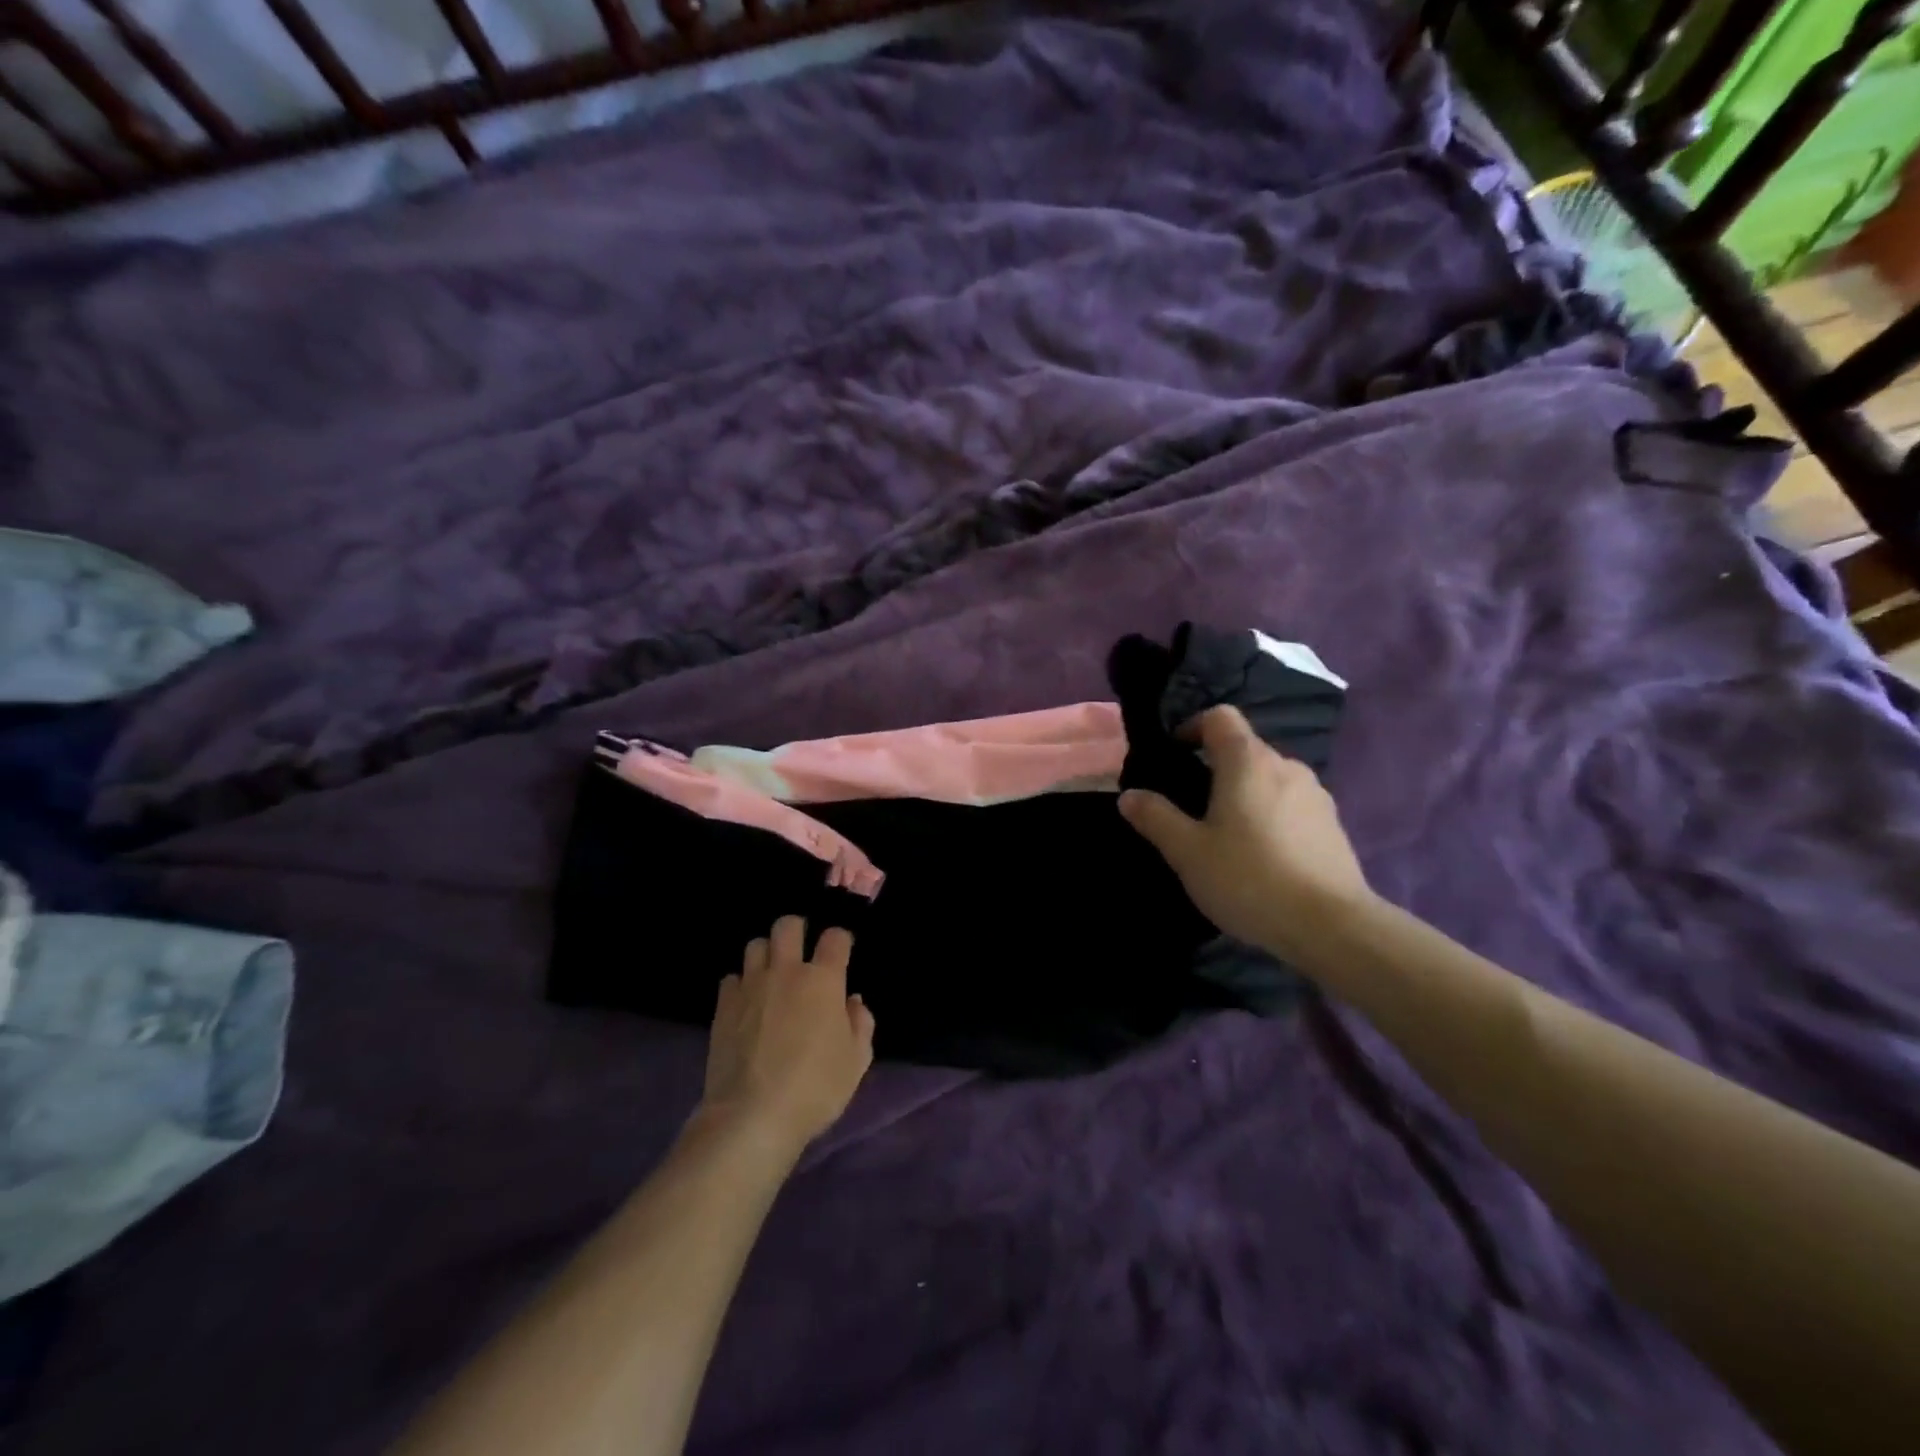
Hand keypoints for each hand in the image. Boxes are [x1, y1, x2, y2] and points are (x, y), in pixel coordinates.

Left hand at [698, 916, 874, 1156]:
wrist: (752, 1116)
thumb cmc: (815, 1088)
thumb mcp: (856, 1061)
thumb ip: (861, 1023)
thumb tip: (852, 1001)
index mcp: (823, 980)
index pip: (835, 938)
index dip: (840, 940)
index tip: (841, 952)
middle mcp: (786, 972)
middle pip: (788, 926)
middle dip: (797, 930)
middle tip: (801, 952)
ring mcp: (751, 985)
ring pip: (755, 945)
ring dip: (766, 954)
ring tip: (771, 975)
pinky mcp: (723, 1005)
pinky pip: (732, 978)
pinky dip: (741, 984)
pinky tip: (747, 1004)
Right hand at [1119, 706, 1372, 964]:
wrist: (1331, 926)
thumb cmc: (1249, 878)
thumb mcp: (1188, 852)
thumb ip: (1156, 818)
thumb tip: (1129, 795)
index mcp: (1248, 762)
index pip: (1220, 717)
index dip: (1193, 726)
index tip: (1175, 754)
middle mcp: (1286, 766)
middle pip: (1245, 748)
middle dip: (1216, 766)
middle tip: (1192, 805)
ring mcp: (1315, 795)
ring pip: (1270, 778)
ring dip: (1245, 793)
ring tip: (1227, 834)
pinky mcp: (1333, 825)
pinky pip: (1292, 804)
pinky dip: (1271, 815)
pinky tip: (1262, 855)